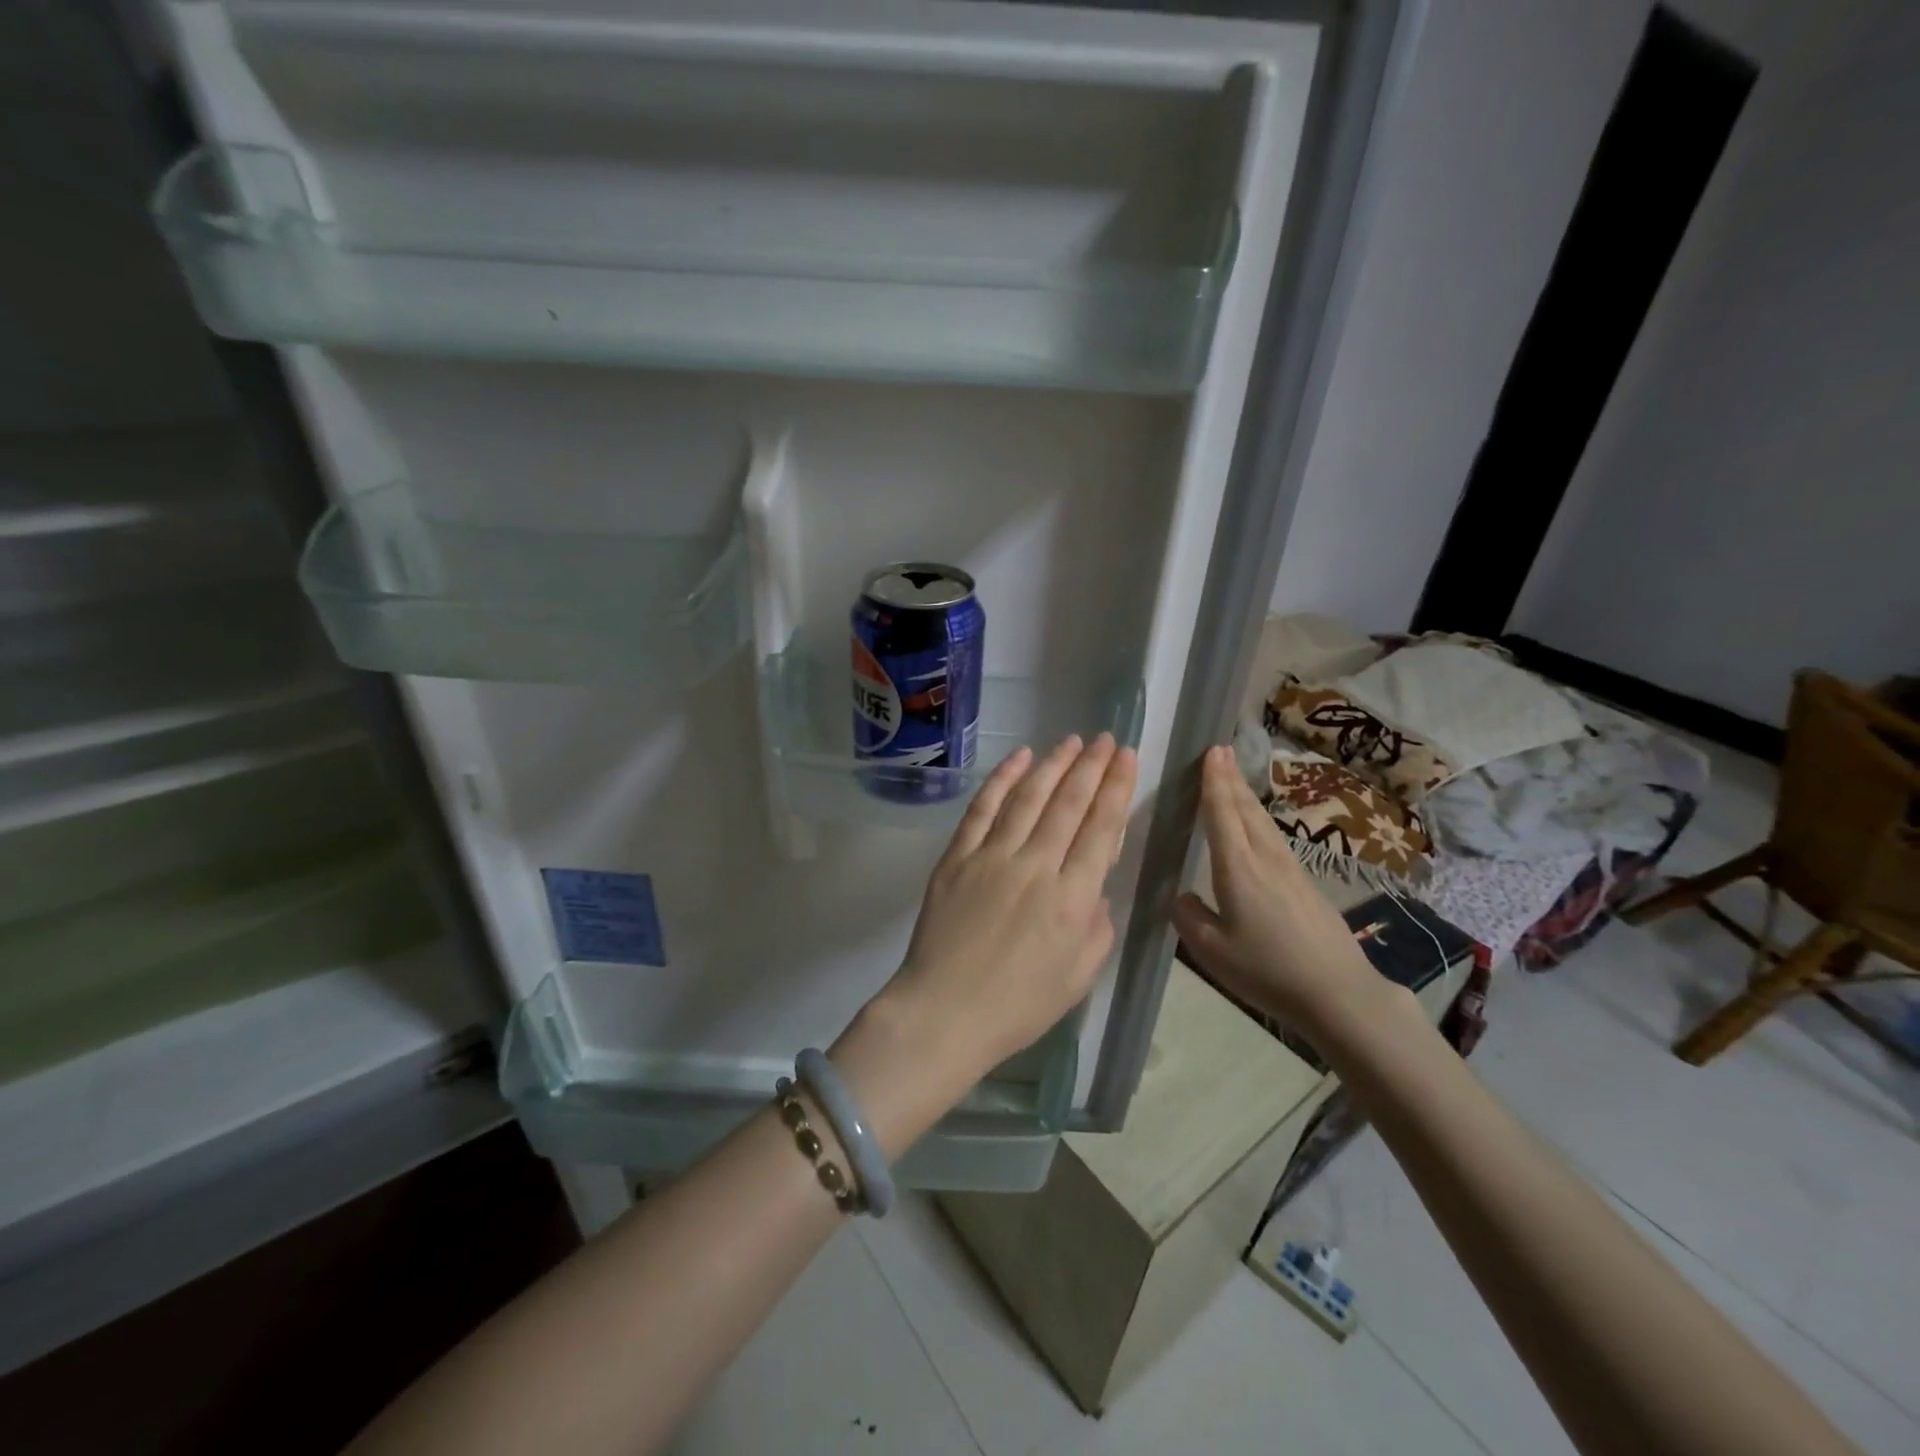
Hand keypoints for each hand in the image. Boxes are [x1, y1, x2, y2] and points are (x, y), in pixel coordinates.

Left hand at [832, 734, 1135, 1146]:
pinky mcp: (958, 856)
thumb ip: (1097, 926)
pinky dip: (1002, 779)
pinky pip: (983, 808)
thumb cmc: (1018, 1006)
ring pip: (1029, 797)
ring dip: (1053, 765)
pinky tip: (1020, 757)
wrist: (944, 1013)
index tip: (1125, 757)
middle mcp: (1037, 867)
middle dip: (1091, 767)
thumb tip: (1094, 887)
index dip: (1116, 788)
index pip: (1102, 829)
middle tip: (1104, 739)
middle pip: (1069, 804)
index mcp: (1073, 900)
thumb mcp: (1079, 977)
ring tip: (1071, 741)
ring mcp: (993, 857)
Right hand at [1170, 744, 1383, 1040]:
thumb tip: (1180, 897)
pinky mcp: (1305, 885)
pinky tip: (1258, 826)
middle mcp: (1265, 860)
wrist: (1339, 993)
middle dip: (1230, 779)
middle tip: (1219, 751)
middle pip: (1245, 810)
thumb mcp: (1213, 951)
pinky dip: (1259, 819)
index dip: (1214, 783)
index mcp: (1238, 870)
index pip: (1222, 815)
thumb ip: (1189, 919)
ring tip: (1234, 777)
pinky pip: (1274, 838)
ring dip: (1246, 796)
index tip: (1211, 752)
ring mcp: (1290, 870)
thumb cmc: (1268, 970)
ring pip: (1263, 822)